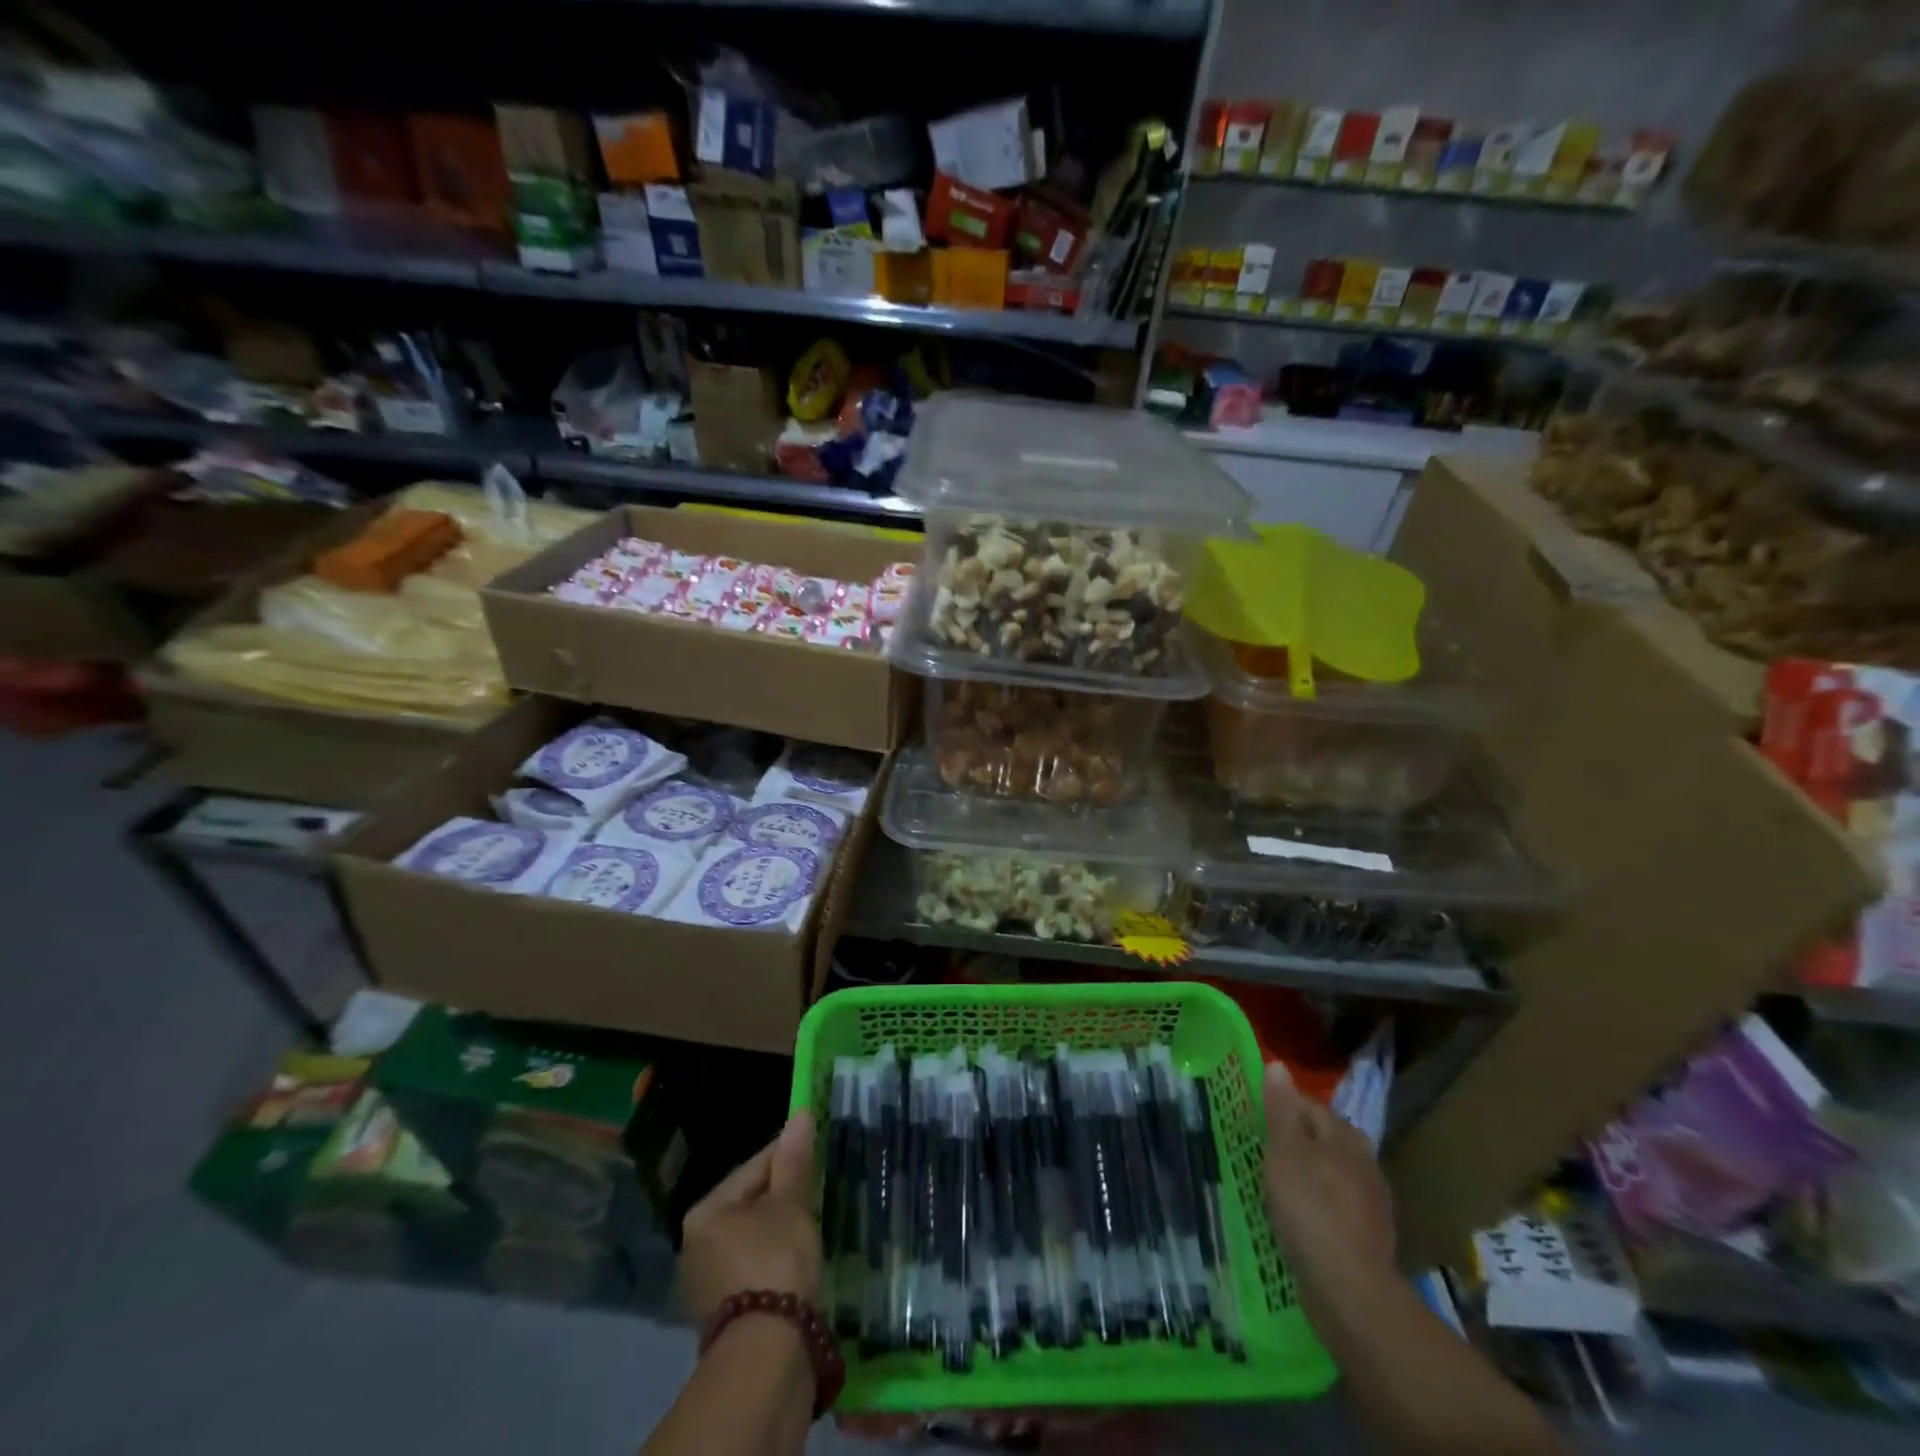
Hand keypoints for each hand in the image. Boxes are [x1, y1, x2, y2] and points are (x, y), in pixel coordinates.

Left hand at [680, 1111, 821, 1323]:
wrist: (766, 1355)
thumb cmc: (775, 1262)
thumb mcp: (790, 1205)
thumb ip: (794, 1161)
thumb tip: (800, 1114)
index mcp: (706, 1212)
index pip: (753, 1167)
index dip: (787, 1154)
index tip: (815, 1147)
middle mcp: (696, 1244)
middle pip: (750, 1202)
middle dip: (782, 1194)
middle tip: (816, 1187)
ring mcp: (707, 1281)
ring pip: (752, 1236)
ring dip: (779, 1227)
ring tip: (811, 1221)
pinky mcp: (725, 1311)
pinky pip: (754, 1266)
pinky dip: (775, 1258)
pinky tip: (798, 1258)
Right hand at [1261, 1064, 1395, 1302]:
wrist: (1350, 1289)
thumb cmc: (1310, 1207)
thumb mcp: (1284, 1150)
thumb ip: (1281, 1107)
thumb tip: (1279, 1066)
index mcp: (1345, 1135)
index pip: (1307, 1104)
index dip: (1278, 1108)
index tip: (1253, 1122)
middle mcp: (1365, 1161)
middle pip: (1321, 1139)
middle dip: (1294, 1143)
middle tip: (1261, 1155)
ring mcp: (1371, 1202)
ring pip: (1329, 1174)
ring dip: (1307, 1176)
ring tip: (1276, 1188)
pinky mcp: (1368, 1238)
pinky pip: (1335, 1208)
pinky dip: (1317, 1208)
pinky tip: (1299, 1221)